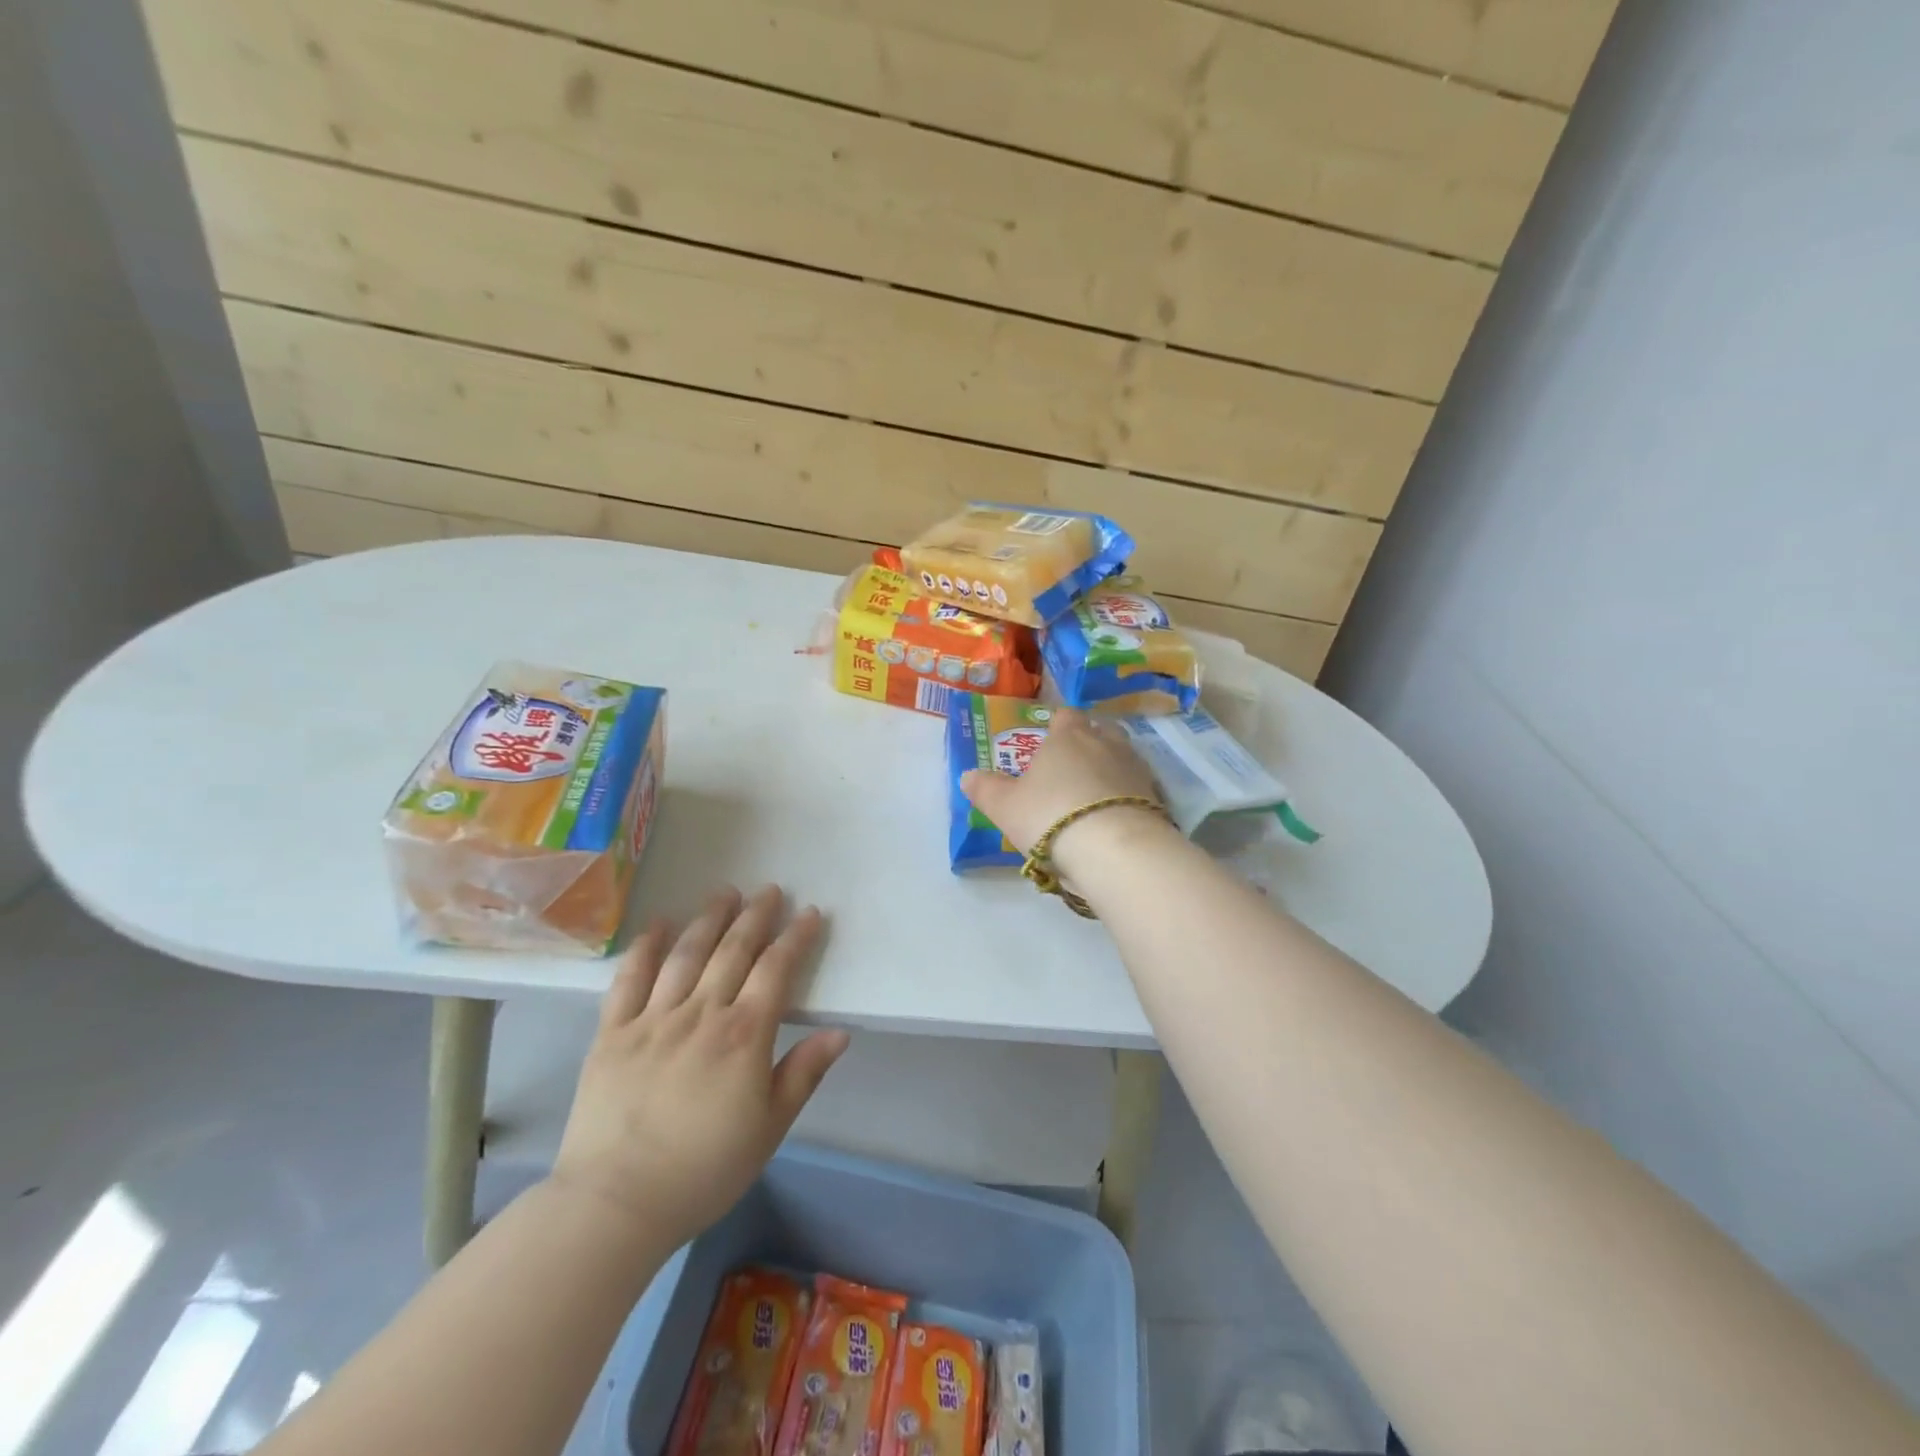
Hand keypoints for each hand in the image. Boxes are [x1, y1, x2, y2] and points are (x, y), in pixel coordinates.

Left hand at [548, 886, 849, 1249]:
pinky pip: (629, 979)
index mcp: (744, 1035)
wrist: (615, 1204)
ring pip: (686, 954)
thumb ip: (803, 1074)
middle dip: (755, 916)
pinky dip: (645, 947)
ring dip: (708, 919)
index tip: (809, 914)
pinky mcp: (612, 1032)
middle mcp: (701, 1014)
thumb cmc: (703, 1171)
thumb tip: (840, 1032)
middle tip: (768, 890)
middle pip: (733, 951)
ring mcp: (653, 1019)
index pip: (776, 970)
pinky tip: (658, 924)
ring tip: (724, 892)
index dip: (795, 938)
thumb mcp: (769, 1129)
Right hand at [959, 707, 1168, 871]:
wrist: (1115, 849)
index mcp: (1067, 737)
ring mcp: (1136, 769)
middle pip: (1100, 730)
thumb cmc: (1051, 816)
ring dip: (1111, 769)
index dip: (1057, 725)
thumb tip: (968, 775)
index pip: (1065, 715)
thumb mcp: (1005, 807)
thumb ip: (985, 789)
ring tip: (1094, 794)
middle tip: (1072, 766)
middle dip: (1089, 742)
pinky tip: (1115, 816)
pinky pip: (1139, 788)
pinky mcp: (1157, 797)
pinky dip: (1128, 796)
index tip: (1047, 741)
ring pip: (1123, 757)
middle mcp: (1105, 743)